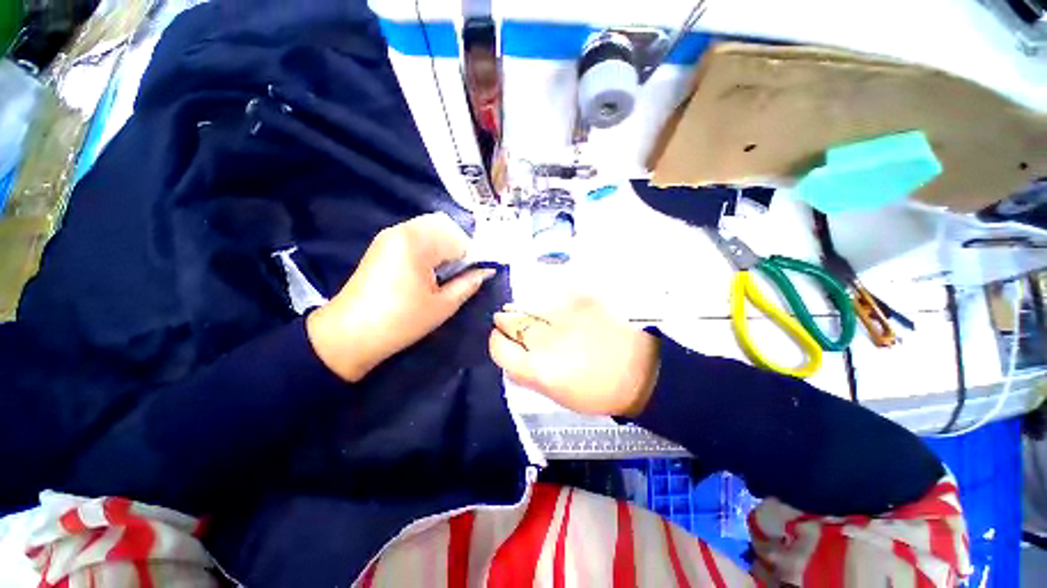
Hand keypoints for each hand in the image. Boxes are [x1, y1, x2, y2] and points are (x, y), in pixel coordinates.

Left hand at [307, 213, 494, 381]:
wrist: (349, 335)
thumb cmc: (401, 321)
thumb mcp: (443, 305)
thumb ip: (469, 284)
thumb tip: (487, 271)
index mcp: (417, 242)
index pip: (459, 239)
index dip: (473, 257)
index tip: (477, 275)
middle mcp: (402, 230)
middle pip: (444, 227)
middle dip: (459, 248)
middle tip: (461, 273)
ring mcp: (389, 236)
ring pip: (430, 230)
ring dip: (444, 248)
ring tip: (446, 274)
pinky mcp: (382, 245)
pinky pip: (416, 237)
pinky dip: (430, 249)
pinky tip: (429, 271)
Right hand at [489, 295, 659, 415]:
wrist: (640, 371)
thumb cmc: (596, 392)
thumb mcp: (555, 395)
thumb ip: (526, 374)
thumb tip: (509, 355)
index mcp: (539, 370)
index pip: (499, 348)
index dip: (496, 341)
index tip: (500, 338)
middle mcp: (547, 340)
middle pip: (510, 321)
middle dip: (506, 321)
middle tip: (509, 321)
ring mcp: (565, 314)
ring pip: (528, 303)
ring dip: (523, 308)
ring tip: (531, 313)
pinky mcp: (582, 298)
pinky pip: (552, 294)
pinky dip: (547, 299)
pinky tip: (554, 307)